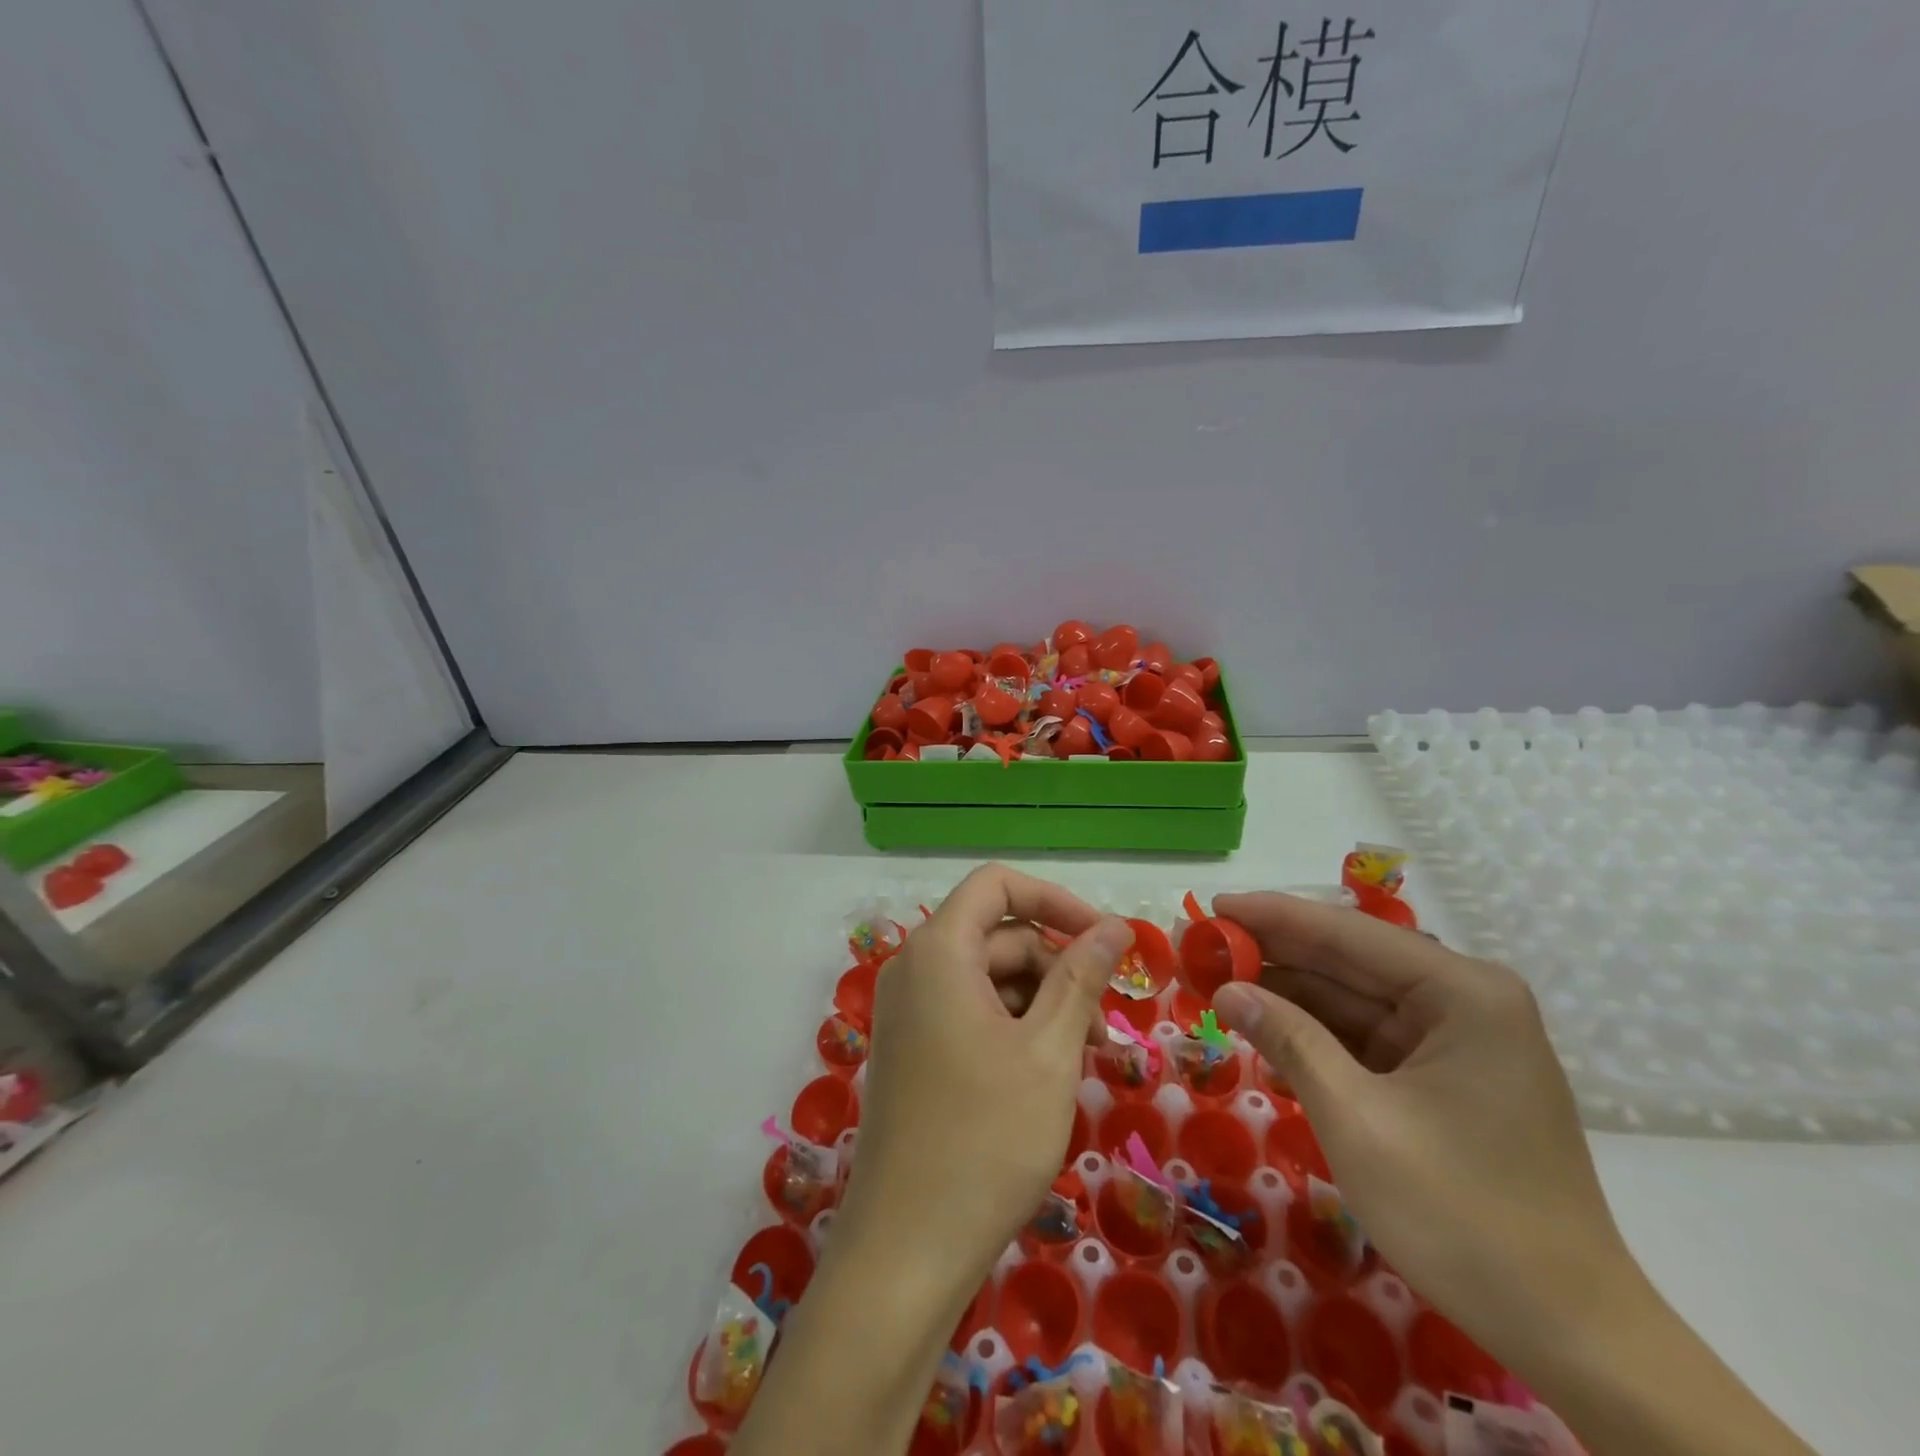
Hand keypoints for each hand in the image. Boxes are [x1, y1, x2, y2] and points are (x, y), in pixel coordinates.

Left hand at [735, 867, 1133, 1455]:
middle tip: (1106, 1024)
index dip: (1056, 900)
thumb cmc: (986, 1140)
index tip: (1106, 939)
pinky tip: (1048, 1073)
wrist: (906, 1250)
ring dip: (1042, 1003)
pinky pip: (970, 1012)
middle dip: (1057, 967)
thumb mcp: (1049, 1051)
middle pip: (997, 935)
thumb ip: (1081, 977)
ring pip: (988, 978)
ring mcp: (909, 1012)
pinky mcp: (913, 1049)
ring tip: (1086, 1056)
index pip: (997, 885)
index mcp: (938, 951)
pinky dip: (1014, 1028)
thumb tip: (1114, 926)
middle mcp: (914, 969)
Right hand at [1209, 893, 1629, 1363]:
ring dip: (1289, 994)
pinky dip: (1317, 1034)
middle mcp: (1465, 1000)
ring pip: (1354, 999)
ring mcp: (1459, 1039)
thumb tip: (1227, 991)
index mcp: (1461, 992)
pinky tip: (1266, 1029)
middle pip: (1350, 961)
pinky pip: (1369, 1038)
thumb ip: (1290, 1040)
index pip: (1346, 933)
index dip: (1272, 916)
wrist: (1571, 1334)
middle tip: (1204, 947)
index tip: (1212, 906)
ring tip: (1220, 983)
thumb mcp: (1356, 1119)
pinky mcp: (1448, 1076)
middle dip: (1274, 955)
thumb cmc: (1462, 1215)